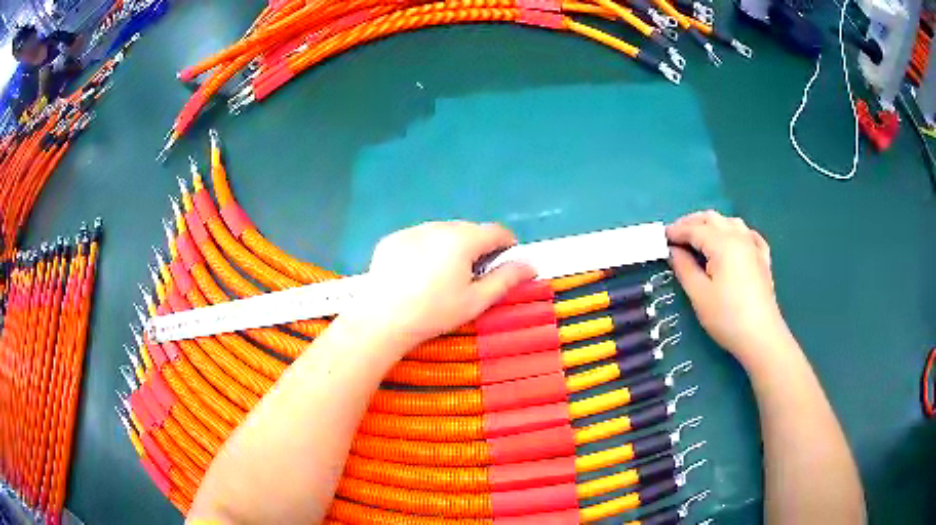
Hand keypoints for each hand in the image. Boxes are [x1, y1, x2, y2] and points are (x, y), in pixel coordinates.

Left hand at [342, 221, 535, 350]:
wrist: (382, 319)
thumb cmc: (434, 312)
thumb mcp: (476, 301)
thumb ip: (506, 279)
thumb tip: (530, 264)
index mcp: (463, 239)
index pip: (496, 231)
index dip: (507, 245)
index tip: (504, 264)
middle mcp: (438, 226)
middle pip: (469, 230)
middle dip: (477, 247)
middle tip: (471, 276)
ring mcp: (412, 231)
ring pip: (442, 232)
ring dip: (450, 246)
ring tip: (442, 276)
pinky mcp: (392, 240)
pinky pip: (418, 238)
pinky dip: (425, 249)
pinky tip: (416, 274)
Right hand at [667, 211, 791, 367]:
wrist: (761, 337)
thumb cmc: (727, 317)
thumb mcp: (699, 295)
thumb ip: (684, 268)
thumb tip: (673, 251)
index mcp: (722, 244)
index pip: (695, 229)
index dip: (676, 231)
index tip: (661, 237)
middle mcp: (739, 237)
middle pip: (713, 219)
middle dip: (692, 223)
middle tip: (675, 236)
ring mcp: (753, 246)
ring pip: (730, 222)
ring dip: (712, 225)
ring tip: (699, 237)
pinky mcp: (763, 259)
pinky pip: (748, 234)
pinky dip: (735, 232)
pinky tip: (732, 240)